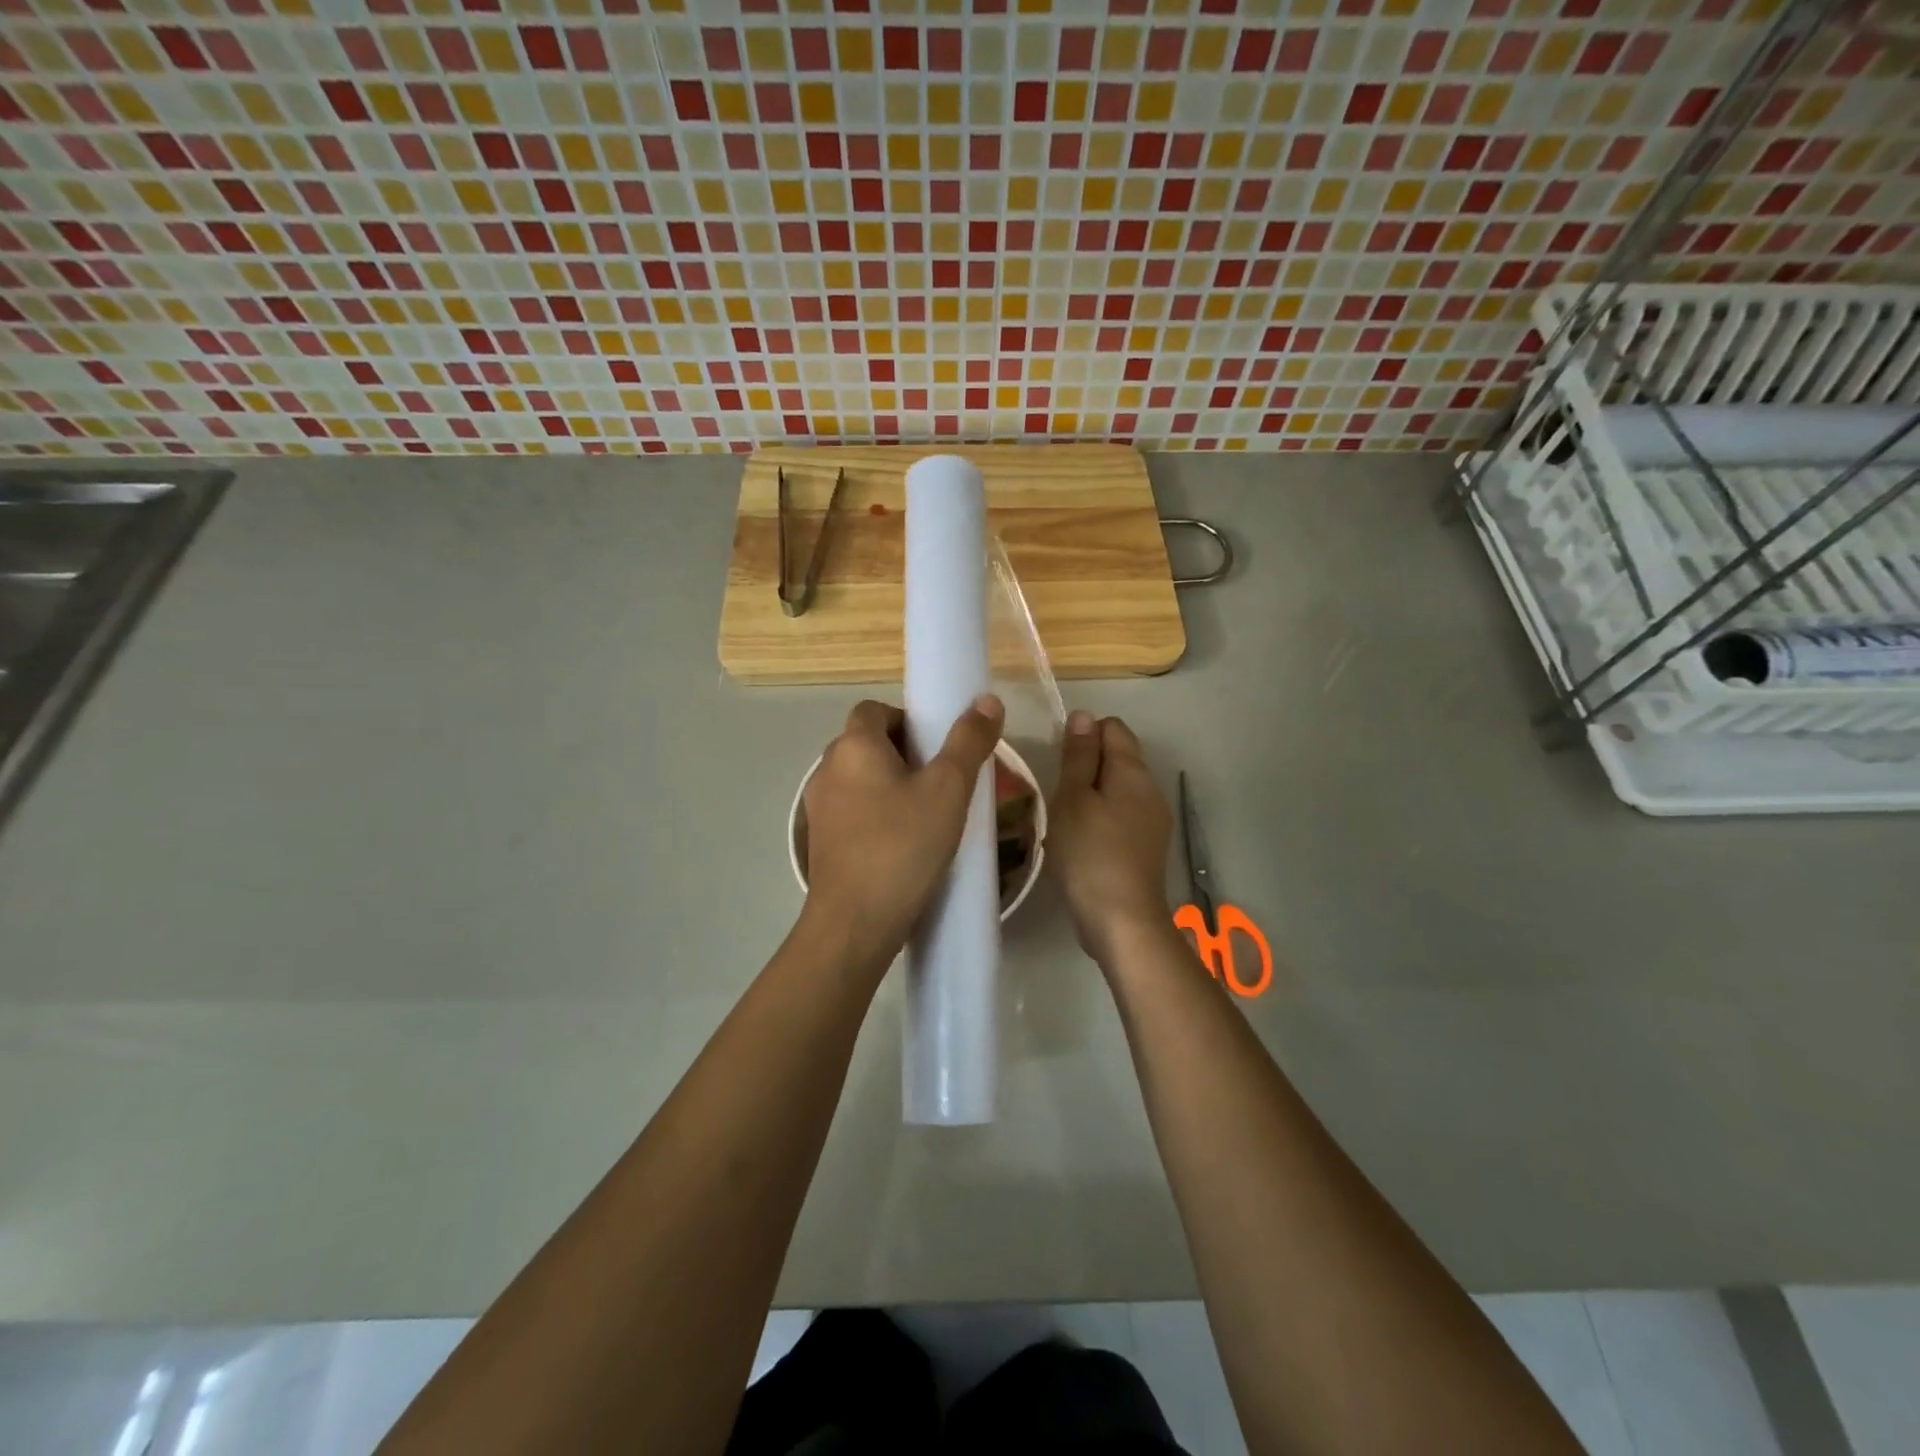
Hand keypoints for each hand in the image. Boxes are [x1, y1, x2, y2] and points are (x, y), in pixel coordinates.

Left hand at [800, 695, 1004, 971]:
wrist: (854, 924)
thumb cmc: (902, 846)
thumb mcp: (948, 790)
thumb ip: (968, 742)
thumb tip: (986, 700)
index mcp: (854, 746)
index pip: (875, 709)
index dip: (908, 719)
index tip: (938, 747)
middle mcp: (828, 769)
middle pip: (868, 743)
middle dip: (905, 754)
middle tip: (943, 781)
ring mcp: (819, 808)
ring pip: (861, 780)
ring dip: (891, 786)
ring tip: (929, 814)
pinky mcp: (820, 842)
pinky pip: (854, 812)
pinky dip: (877, 815)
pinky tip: (904, 844)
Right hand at [1047, 711, 1175, 965]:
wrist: (1122, 920)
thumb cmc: (1089, 853)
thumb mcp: (1073, 799)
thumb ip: (1078, 756)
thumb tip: (1083, 715)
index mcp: (1133, 772)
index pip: (1113, 728)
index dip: (1083, 735)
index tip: (1059, 762)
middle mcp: (1151, 790)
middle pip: (1118, 758)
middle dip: (1086, 766)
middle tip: (1057, 793)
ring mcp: (1153, 820)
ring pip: (1119, 789)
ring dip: (1092, 795)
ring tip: (1065, 820)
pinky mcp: (1147, 847)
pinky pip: (1122, 816)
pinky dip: (1101, 819)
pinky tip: (1082, 842)